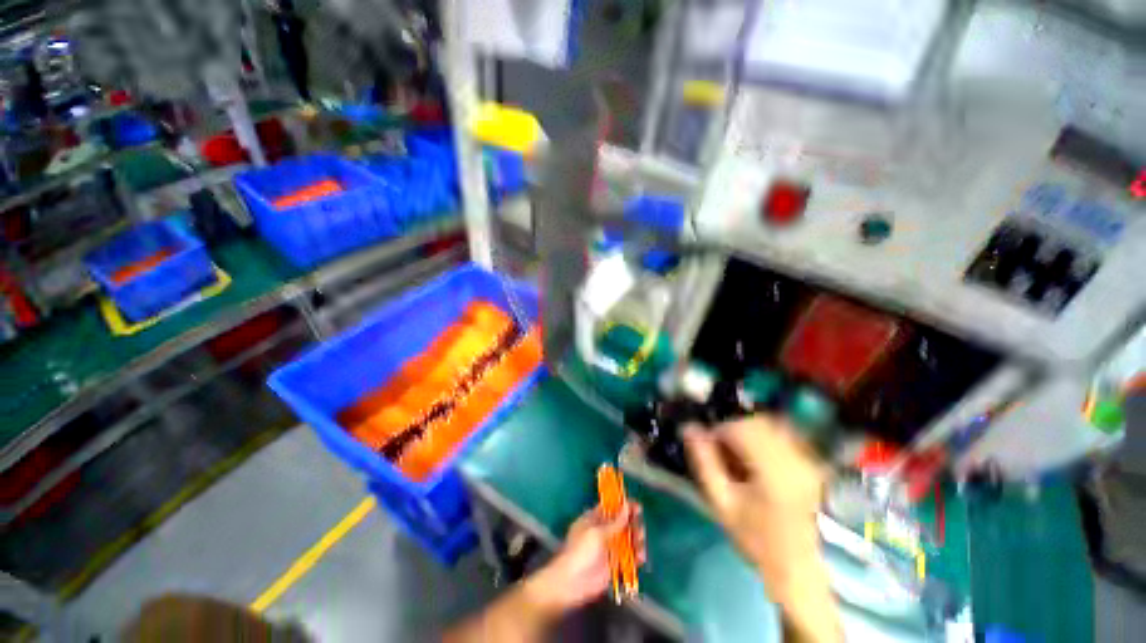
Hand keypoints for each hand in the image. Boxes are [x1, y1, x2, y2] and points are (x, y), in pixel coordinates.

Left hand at [526, 504, 645, 615]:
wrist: (572, 582)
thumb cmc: (581, 551)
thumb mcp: (597, 533)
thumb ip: (614, 522)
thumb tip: (627, 506)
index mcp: (594, 518)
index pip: (611, 508)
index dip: (624, 506)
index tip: (637, 507)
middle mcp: (603, 531)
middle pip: (622, 523)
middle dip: (632, 524)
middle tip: (639, 528)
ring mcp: (609, 548)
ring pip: (627, 540)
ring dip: (636, 540)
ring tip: (640, 543)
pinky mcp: (614, 565)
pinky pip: (628, 558)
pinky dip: (636, 557)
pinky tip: (640, 558)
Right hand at [684, 417, 840, 641]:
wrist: (797, 569)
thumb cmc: (755, 539)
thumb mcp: (721, 503)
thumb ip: (704, 461)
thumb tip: (689, 428)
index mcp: (773, 470)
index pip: (741, 427)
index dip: (718, 428)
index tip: (707, 441)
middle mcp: (795, 458)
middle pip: (757, 421)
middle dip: (732, 428)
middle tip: (720, 447)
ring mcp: (807, 460)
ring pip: (771, 425)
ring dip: (747, 432)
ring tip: (737, 454)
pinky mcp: (812, 464)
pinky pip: (783, 436)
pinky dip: (763, 439)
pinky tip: (756, 459)